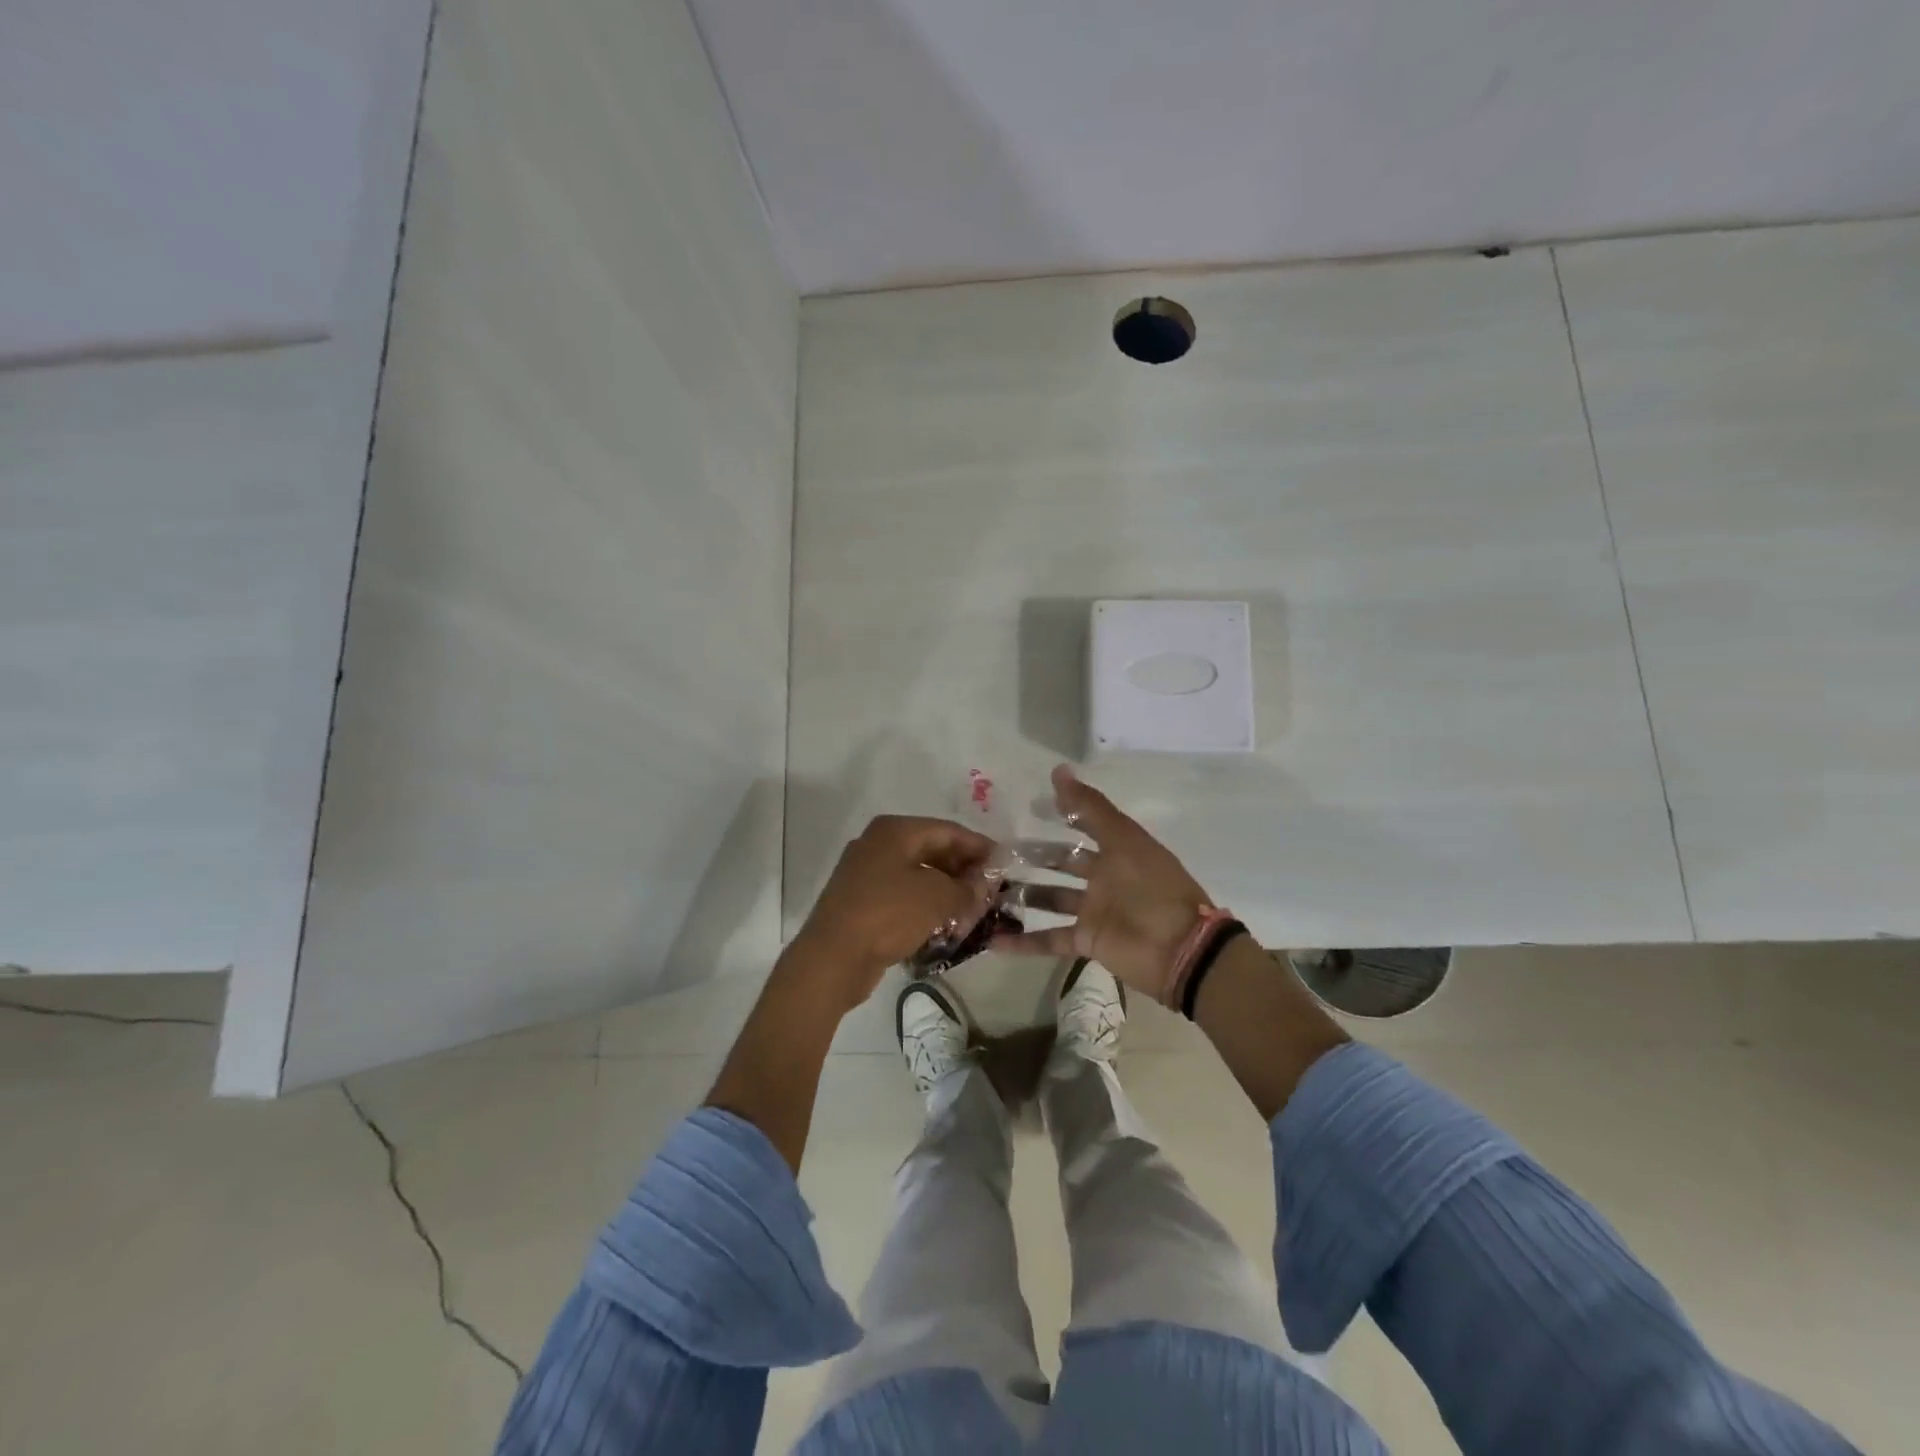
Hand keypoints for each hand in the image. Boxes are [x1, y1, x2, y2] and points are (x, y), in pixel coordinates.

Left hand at [786, 814, 996, 1010]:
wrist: (832, 958)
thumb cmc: (888, 914)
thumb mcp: (937, 898)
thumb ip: (967, 887)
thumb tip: (984, 884)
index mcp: (895, 831)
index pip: (948, 830)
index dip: (979, 846)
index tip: (1005, 864)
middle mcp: (878, 844)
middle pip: (932, 850)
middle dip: (964, 870)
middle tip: (991, 890)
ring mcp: (866, 873)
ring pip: (918, 875)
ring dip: (947, 890)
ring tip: (974, 910)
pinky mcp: (862, 901)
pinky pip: (903, 895)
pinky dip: (926, 905)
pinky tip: (946, 924)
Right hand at [994, 765, 1214, 1002]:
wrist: (1180, 950)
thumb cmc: (1153, 887)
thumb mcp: (1123, 840)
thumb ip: (1089, 808)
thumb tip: (1058, 770)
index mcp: (1118, 850)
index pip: (1083, 825)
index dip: (1061, 813)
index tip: (1028, 806)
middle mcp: (1104, 878)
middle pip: (1063, 863)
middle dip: (1034, 856)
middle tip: (996, 851)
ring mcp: (1093, 911)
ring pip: (1050, 899)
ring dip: (1022, 895)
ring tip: (987, 889)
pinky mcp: (1086, 941)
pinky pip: (1049, 939)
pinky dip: (1023, 942)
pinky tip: (992, 940)